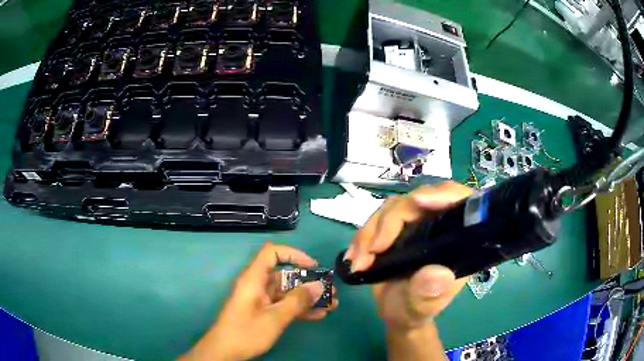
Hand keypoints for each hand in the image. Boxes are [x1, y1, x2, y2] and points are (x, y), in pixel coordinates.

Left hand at [180, 243, 337, 360]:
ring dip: (308, 298)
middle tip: (331, 291)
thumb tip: (319, 285)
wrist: (225, 352)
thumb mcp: (274, 318)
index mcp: (254, 279)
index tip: (313, 267)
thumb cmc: (246, 331)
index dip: (293, 255)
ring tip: (332, 304)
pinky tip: (319, 315)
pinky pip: (285, 305)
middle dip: (309, 282)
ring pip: (288, 292)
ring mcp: (262, 300)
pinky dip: (300, 309)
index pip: (272, 253)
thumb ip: (297, 302)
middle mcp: (258, 286)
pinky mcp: (264, 312)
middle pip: (285, 275)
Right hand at [345, 181, 472, 329]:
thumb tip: (439, 273)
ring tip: (358, 261)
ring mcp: (416, 224)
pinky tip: (353, 257)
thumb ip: (430, 293)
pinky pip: (377, 220)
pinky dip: (362, 237)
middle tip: (373, 250)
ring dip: (370, 232)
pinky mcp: (395, 228)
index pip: (461, 203)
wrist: (395, 312)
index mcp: (457, 240)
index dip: (444, 194)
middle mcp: (439, 225)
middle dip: (391, 222)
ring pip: (393, 208)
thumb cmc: (416, 310)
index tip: (418, 202)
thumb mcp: (423, 307)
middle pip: (418, 201)